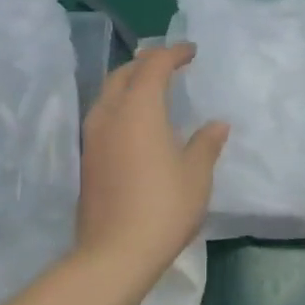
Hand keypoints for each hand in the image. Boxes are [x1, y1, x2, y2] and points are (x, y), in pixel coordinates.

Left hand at [77, 43, 228, 281]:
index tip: (192, 51)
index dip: (173, 53)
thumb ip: (206, 143)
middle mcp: (110, 114)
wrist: (115, 253)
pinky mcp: (88, 159)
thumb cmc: (164, 207)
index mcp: (139, 109)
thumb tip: (216, 124)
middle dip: (147, 63)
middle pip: (124, 73)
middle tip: (171, 64)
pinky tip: (138, 122)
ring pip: (108, 93)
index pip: (153, 65)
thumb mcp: (196, 174)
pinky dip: (122, 105)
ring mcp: (93, 137)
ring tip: (153, 88)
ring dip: (130, 83)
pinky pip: (104, 115)